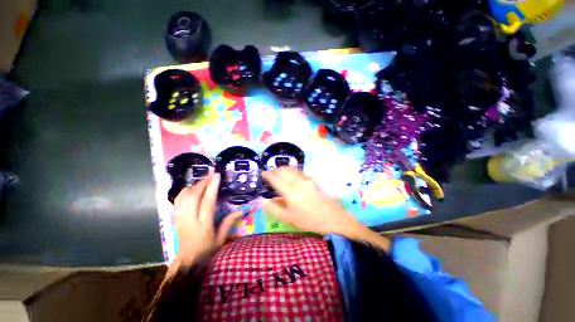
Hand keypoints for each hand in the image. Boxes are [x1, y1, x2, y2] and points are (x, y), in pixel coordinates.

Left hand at [173, 174, 241, 265]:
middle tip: (211, 174)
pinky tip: (192, 188)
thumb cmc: (206, 250)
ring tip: (204, 180)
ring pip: (183, 196)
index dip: (212, 187)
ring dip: (194, 185)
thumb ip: (229, 222)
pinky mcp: (175, 218)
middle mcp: (190, 220)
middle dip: (203, 182)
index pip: (207, 202)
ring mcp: (180, 218)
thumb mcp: (221, 238)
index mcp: (203, 225)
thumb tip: (241, 210)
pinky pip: (177, 200)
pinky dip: (185, 191)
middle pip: (193, 196)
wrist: (187, 261)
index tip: (217, 176)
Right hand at [262, 168, 390, 251]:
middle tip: (270, 175)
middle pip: (284, 170)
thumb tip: (261, 200)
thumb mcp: (288, 218)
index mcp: (290, 192)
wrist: (333, 218)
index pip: (275, 178)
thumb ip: (273, 208)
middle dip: (275, 170)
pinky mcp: (312, 179)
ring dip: (283, 170)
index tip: (262, 174)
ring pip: (292, 169)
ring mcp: (307, 179)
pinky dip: (291, 172)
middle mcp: (298, 181)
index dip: (267, 174)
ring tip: (279, 175)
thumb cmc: (309, 220)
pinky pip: (298, 172)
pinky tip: (291, 178)